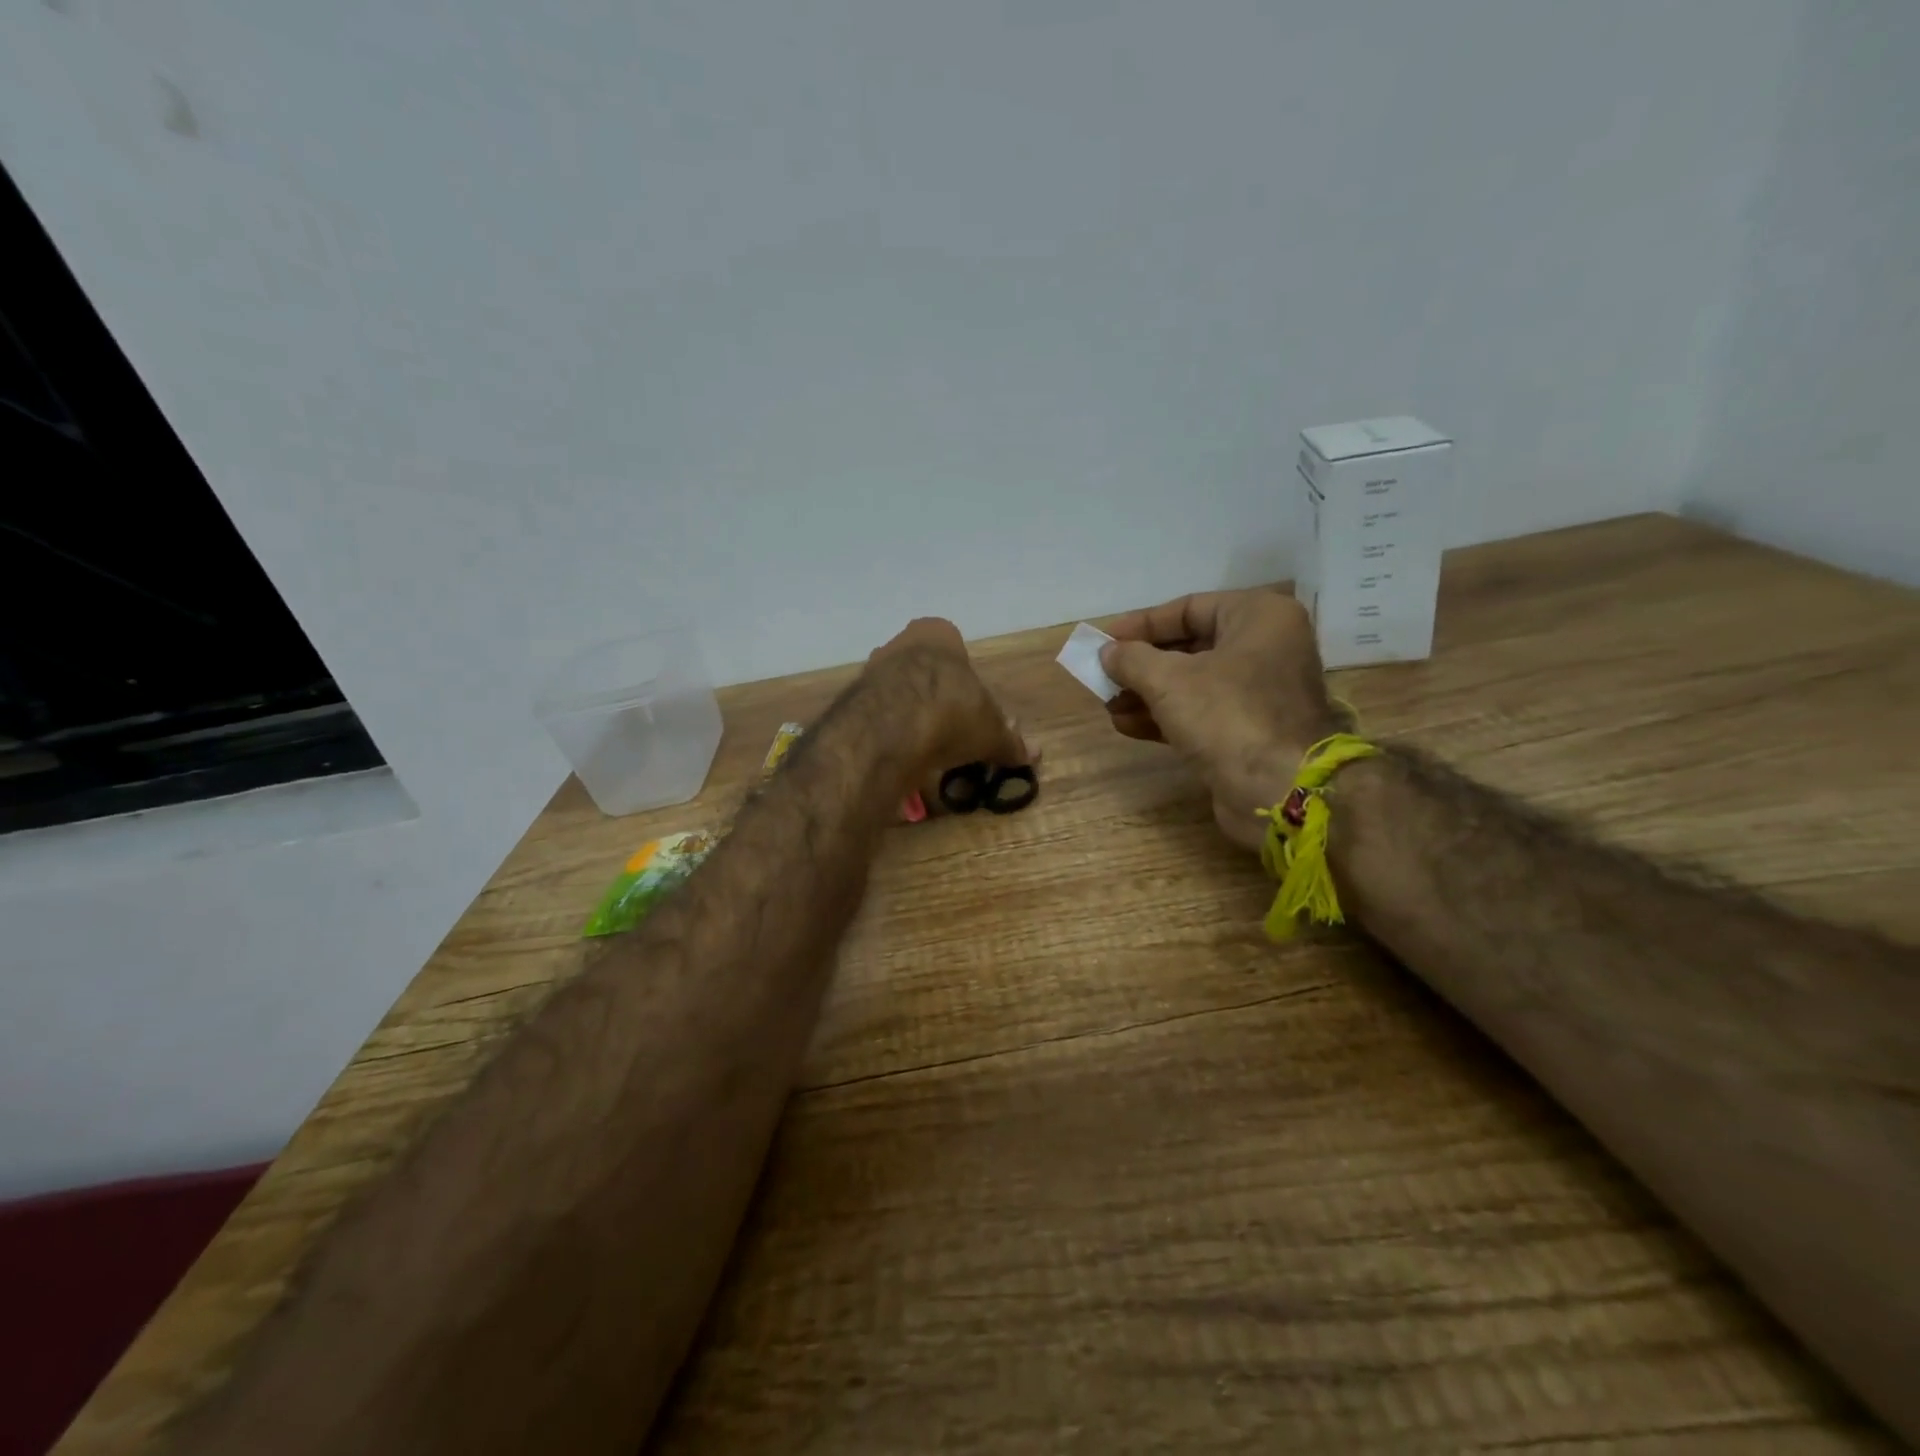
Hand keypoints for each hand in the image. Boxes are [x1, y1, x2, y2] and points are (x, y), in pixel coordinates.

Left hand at [864, 618, 1031, 801]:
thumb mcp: (990, 730)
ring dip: (909, 713)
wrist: (892, 728)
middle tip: (951, 729)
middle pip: (923, 669)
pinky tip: (900, 753)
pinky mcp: (851, 700)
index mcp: (938, 633)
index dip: (965, 681)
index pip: (954, 648)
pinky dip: (889, 731)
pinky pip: (877, 714)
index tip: (971, 710)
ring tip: (926, 746)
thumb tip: (1033, 754)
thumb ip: (1009, 740)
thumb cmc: (952, 711)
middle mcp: (900, 641)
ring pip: (896, 690)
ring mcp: (871, 669)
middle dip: (935, 696)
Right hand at [1100, 590, 1339, 851]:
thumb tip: (1107, 653)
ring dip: (1146, 693)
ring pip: (1192, 683)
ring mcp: (1259, 692)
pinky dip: (1165, 716)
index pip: (1189, 608)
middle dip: (1141, 664)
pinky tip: (1127, 725)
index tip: (1105, 639)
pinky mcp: (1249, 730)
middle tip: (1103, 675)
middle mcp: (1265, 647)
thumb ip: (1132, 659)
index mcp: (1259, 617)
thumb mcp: (1168, 680)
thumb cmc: (1226, 716)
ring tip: (1108, 705)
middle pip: (1189, 646)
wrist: (1278, 789)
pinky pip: (1200, 712)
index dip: (1142, 624)